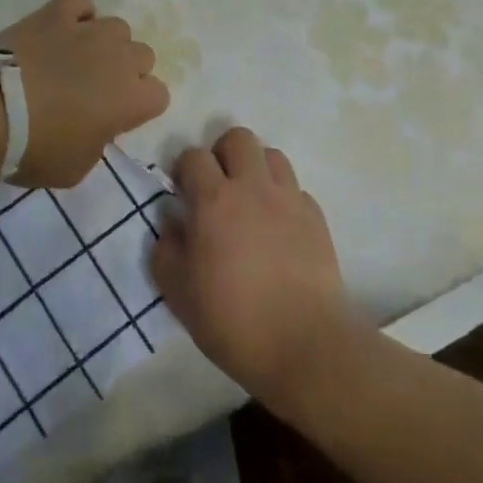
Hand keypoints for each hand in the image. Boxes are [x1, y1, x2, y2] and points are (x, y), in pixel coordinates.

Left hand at [0, 0, 168, 188]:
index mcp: (131, 99)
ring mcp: (88, 31)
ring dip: (104, 42)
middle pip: (143, 55)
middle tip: (96, 88)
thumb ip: (97, 142)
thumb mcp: (76, 167)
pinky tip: (62, 28)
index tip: (117, 117)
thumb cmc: (35, 149)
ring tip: (77, 57)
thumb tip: (94, 125)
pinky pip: (80, 2)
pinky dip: (77, 13)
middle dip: (126, 70)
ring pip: (117, 27)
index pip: (159, 95)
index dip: (140, 106)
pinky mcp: (56, 13)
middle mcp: (119, 58)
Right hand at [151, 128, 362, 405]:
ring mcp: (289, 199)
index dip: (184, 169)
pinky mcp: (316, 217)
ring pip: (272, 155)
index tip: (182, 192)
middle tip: (217, 186)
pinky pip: (296, 189)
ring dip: (256, 169)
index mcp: (214, 200)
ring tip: (250, 200)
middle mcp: (252, 187)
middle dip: (222, 153)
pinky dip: (283, 198)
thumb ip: (166, 251)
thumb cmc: (232, 320)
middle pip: (238, 138)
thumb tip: (170, 224)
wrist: (304, 343)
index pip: (194, 156)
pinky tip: (278, 228)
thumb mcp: (179, 293)